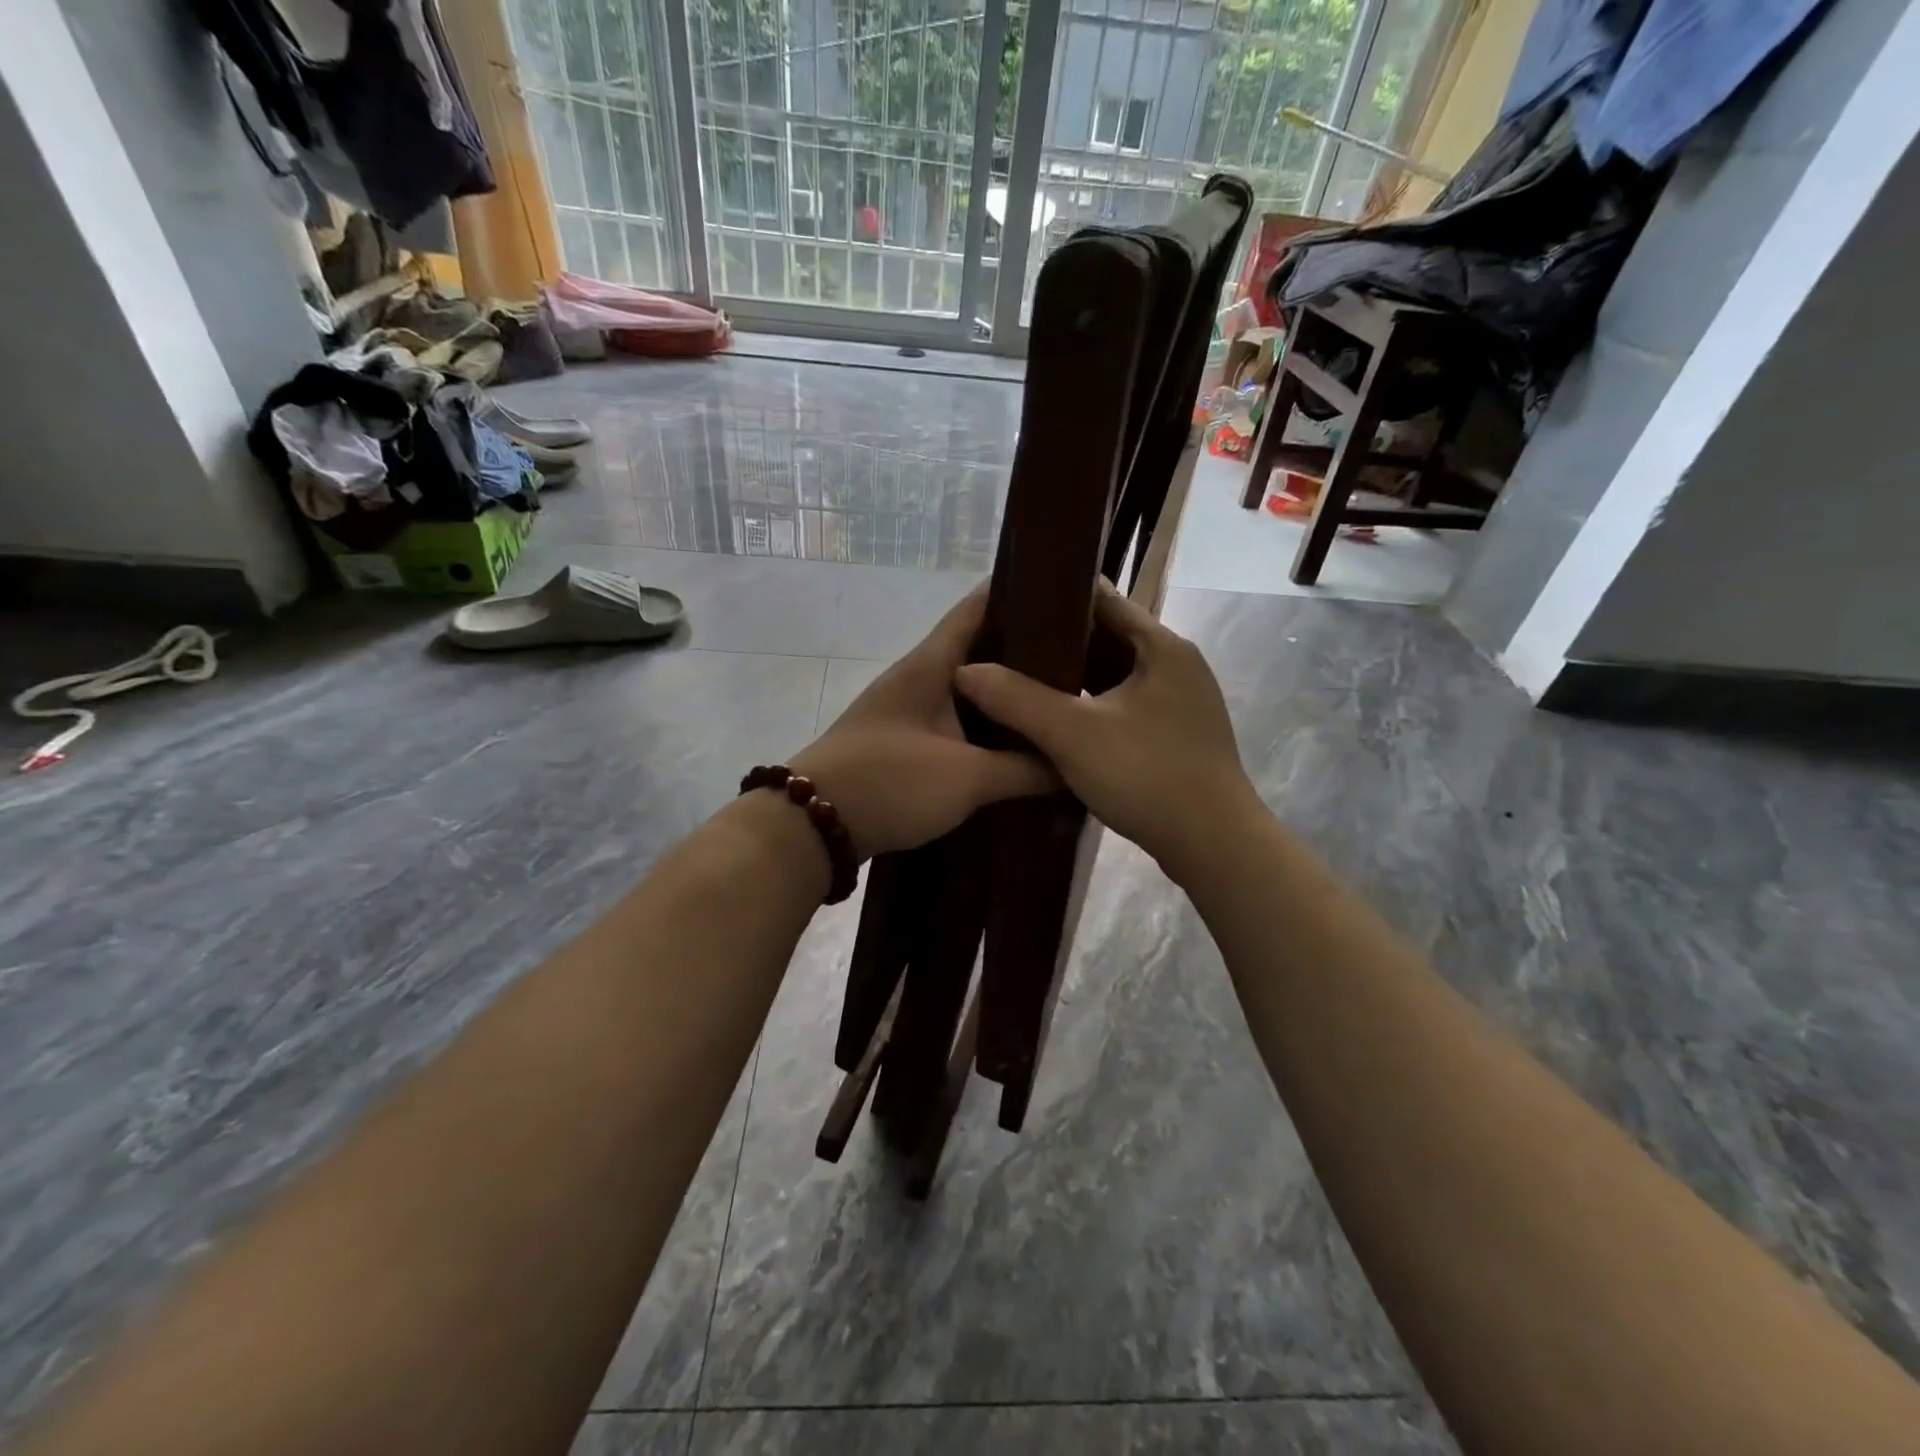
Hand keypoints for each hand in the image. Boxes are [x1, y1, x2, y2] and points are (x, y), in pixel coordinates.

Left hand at [788, 586, 1056, 858]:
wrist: (814, 825)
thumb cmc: (892, 782)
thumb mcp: (968, 778)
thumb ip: (1024, 769)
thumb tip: (1071, 764)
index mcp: (930, 664)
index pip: (978, 607)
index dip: (1019, 592)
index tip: (1066, 595)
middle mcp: (916, 676)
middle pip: (977, 647)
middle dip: (1023, 650)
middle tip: (1078, 661)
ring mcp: (904, 708)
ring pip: (965, 688)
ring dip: (1002, 692)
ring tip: (1052, 700)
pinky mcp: (899, 740)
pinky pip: (951, 719)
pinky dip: (981, 724)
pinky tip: (1009, 742)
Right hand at [954, 581, 1257, 878]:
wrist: (1213, 846)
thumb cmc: (1148, 776)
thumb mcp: (1073, 734)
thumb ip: (1016, 698)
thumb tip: (964, 671)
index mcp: (1162, 646)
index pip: (1102, 598)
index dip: (1055, 596)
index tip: (1009, 604)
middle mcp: (1177, 664)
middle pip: (1108, 637)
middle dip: (1058, 642)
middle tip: (1005, 648)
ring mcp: (1180, 702)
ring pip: (1115, 676)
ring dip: (1074, 678)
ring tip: (1021, 682)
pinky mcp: (1177, 735)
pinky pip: (1125, 706)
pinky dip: (1092, 707)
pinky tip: (1058, 723)